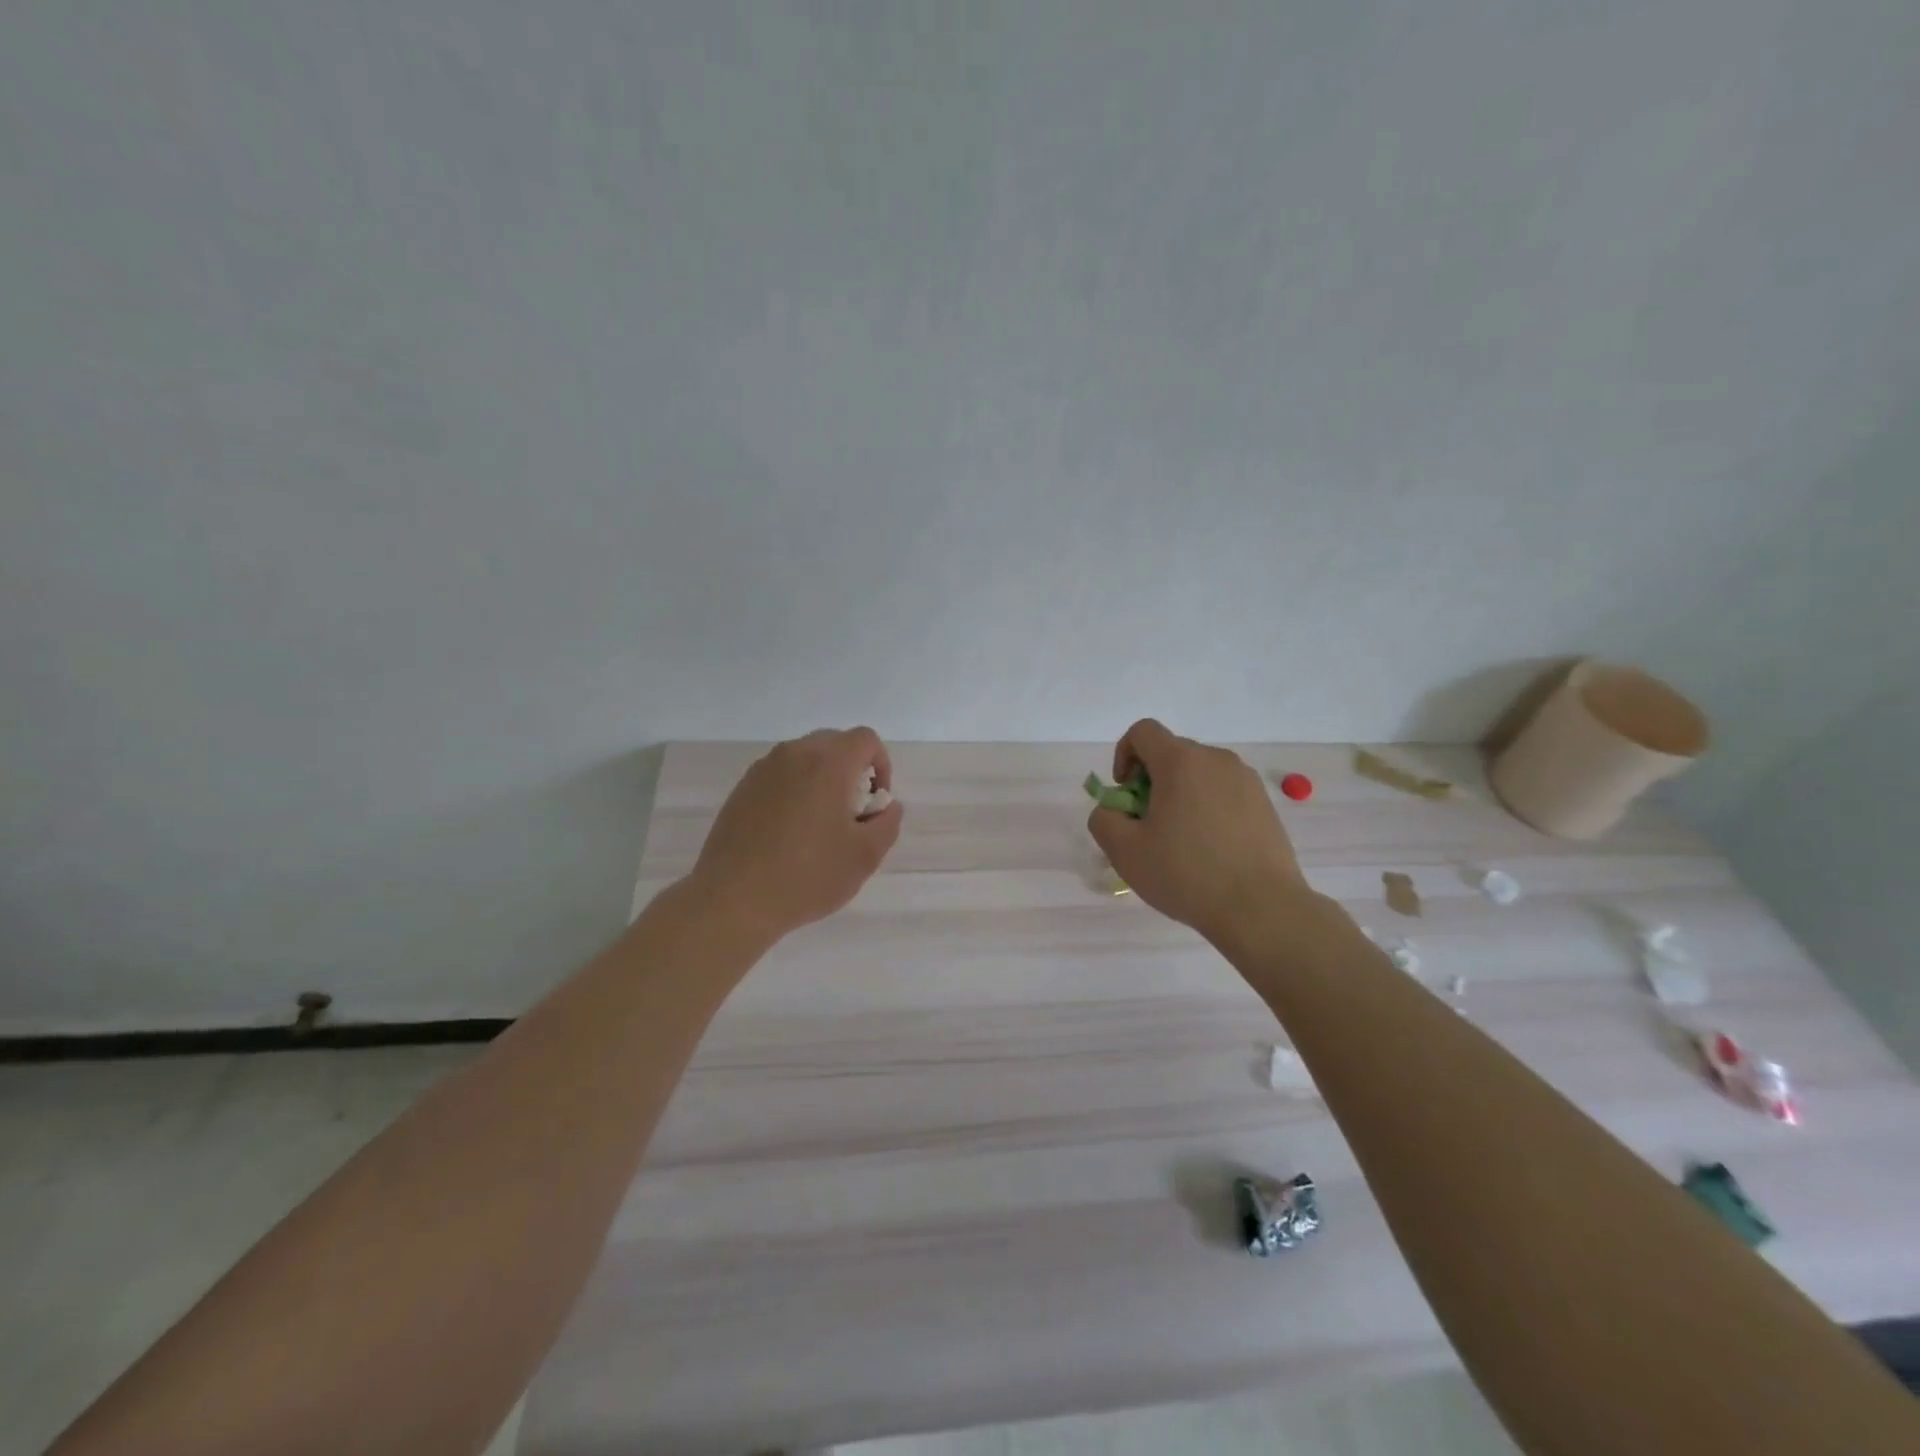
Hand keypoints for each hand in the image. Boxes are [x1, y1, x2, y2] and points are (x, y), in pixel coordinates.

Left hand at [687, 727, 903, 942]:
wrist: (733, 899)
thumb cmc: (807, 876)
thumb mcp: (864, 856)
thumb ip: (887, 823)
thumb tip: (887, 806)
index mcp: (828, 763)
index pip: (866, 740)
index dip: (881, 765)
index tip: (875, 802)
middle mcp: (794, 754)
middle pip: (834, 743)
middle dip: (852, 770)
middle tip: (852, 813)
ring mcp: (763, 769)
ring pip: (805, 758)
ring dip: (822, 780)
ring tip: (819, 825)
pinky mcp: (742, 789)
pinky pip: (780, 776)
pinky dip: (794, 791)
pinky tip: (789, 833)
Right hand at [1087, 719, 1311, 944]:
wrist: (1262, 909)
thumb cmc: (1187, 873)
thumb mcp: (1125, 851)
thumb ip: (1104, 819)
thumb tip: (1113, 810)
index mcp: (1181, 761)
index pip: (1143, 732)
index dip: (1123, 755)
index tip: (1125, 795)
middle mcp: (1216, 759)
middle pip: (1171, 754)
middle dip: (1151, 781)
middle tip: (1147, 826)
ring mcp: (1246, 781)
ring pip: (1199, 775)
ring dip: (1180, 796)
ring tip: (1179, 842)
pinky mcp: (1265, 804)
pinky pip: (1224, 794)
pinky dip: (1208, 810)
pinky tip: (1209, 851)